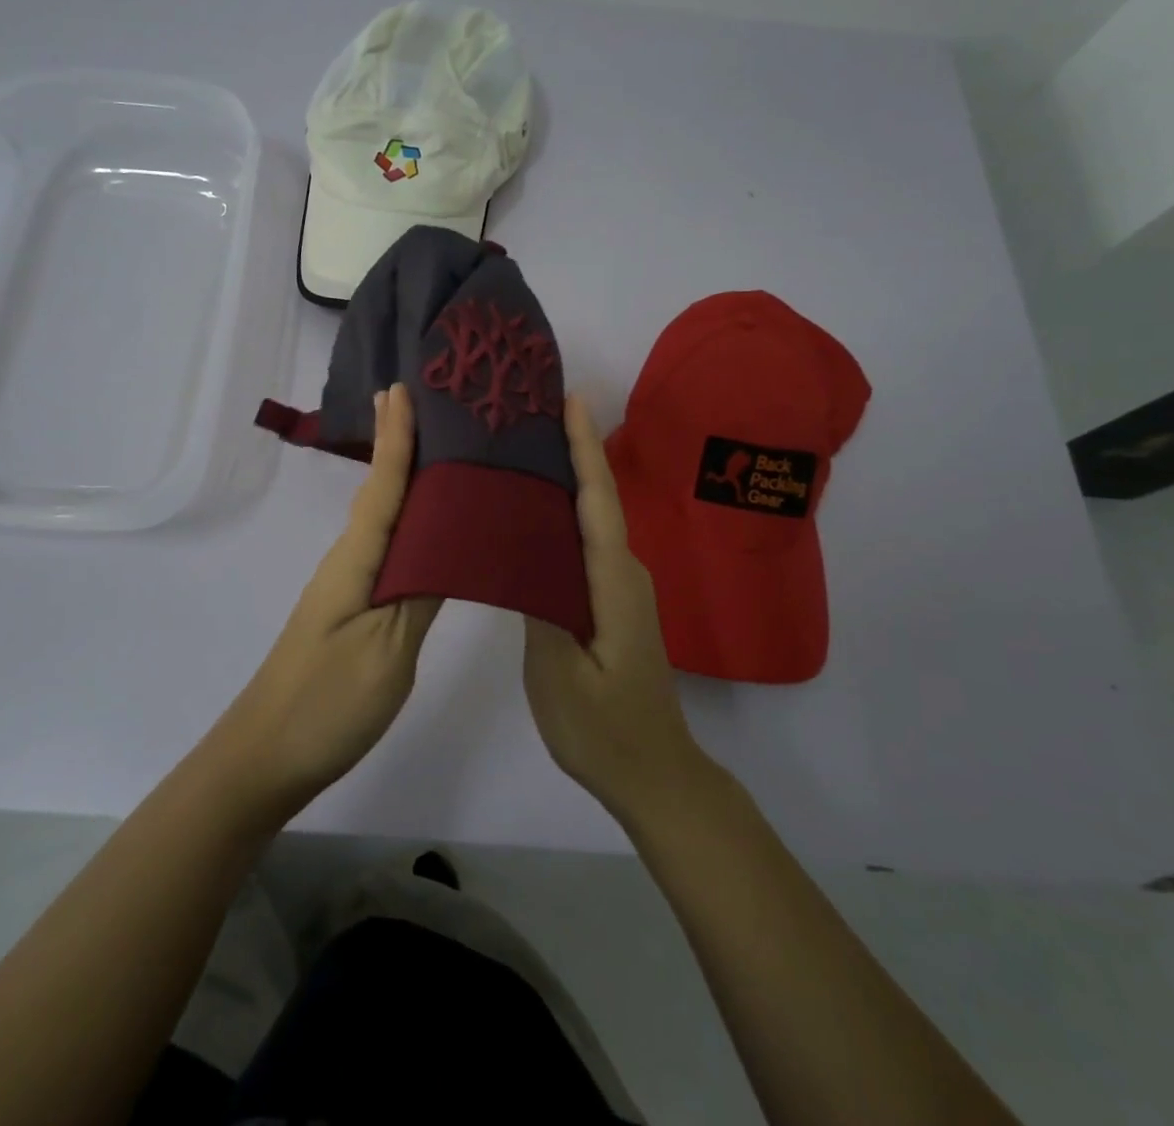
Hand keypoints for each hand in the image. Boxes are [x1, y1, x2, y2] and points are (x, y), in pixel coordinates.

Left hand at [208, 383, 441, 817]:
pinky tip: (428, 531)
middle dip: (401, 446)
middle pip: (381, 494)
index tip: (402, 388)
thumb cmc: (328, 703)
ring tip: (443, 453)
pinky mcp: (353, 612)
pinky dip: (407, 527)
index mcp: (356, 562)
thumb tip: (449, 540)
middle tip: (430, 405)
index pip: (383, 487)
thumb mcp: (388, 651)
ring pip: (384, 522)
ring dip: (407, 483)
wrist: (266, 758)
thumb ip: (421, 592)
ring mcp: (347, 588)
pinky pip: (386, 553)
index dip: (395, 439)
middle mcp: (348, 563)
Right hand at [524, 396, 708, 824]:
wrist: (652, 773)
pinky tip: (534, 515)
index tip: (571, 400)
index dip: (585, 448)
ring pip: (592, 521)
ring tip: (526, 450)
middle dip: (572, 451)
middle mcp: (624, 573)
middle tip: (531, 414)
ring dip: (568, 481)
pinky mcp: (612, 602)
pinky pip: (587, 545)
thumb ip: (540, 606)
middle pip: (597, 499)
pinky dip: (565, 517)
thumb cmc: (603, 728)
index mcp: (613, 581)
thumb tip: (521, 550)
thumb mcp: (559, 674)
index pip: (598, 500)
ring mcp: (621, 588)